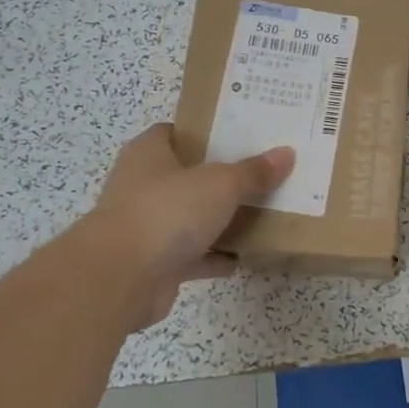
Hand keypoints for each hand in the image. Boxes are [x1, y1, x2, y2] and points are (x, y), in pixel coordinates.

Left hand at [89, 124, 294, 328]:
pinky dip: (215, 256)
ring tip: (262, 213)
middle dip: (220, 176)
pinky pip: (193, 255)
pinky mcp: (156, 263)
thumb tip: (287, 154)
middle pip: (188, 175)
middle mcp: (143, 185)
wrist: (121, 277)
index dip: (206, 130)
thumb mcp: (220, 183)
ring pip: (191, 217)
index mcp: (149, 154)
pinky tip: (245, 256)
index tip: (241, 134)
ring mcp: (148, 226)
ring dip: (219, 219)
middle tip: (261, 172)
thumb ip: (253, 172)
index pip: (177, 132)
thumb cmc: (167, 211)